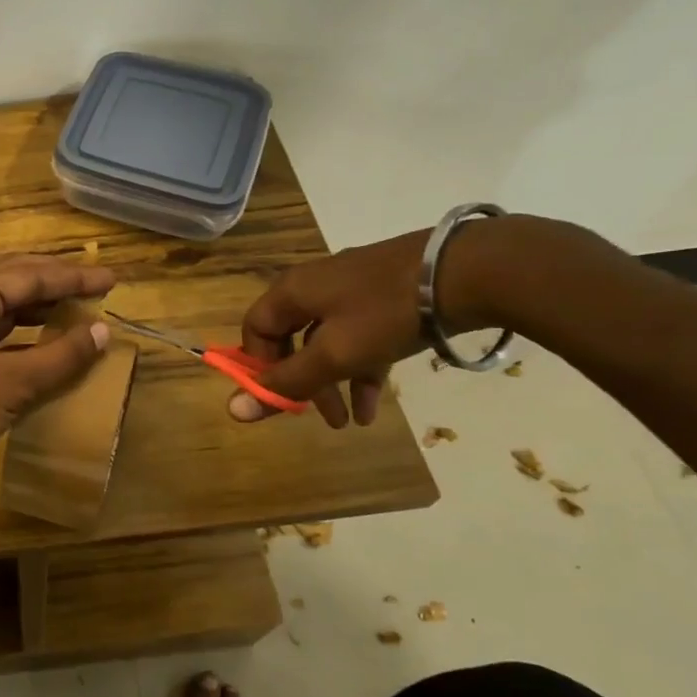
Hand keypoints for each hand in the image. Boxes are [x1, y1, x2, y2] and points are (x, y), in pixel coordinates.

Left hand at [0, 255, 116, 486]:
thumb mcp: (14, 382)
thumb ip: (61, 355)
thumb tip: (103, 331)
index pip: (29, 275)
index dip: (73, 277)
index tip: (111, 279)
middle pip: (15, 282)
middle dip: (56, 282)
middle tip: (96, 286)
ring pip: (6, 309)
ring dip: (42, 308)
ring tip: (78, 311)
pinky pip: (0, 337)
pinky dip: (28, 337)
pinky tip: (49, 347)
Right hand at [231, 231, 432, 427]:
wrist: (463, 273)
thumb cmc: (385, 314)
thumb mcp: (334, 354)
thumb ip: (286, 382)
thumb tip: (233, 410)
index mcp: (292, 293)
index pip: (255, 330)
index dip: (258, 366)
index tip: (278, 398)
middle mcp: (313, 288)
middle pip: (290, 340)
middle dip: (301, 382)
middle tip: (313, 416)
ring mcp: (350, 291)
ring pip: (326, 343)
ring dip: (333, 383)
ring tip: (348, 422)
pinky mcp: (382, 298)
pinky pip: (358, 339)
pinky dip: (360, 370)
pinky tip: (372, 406)